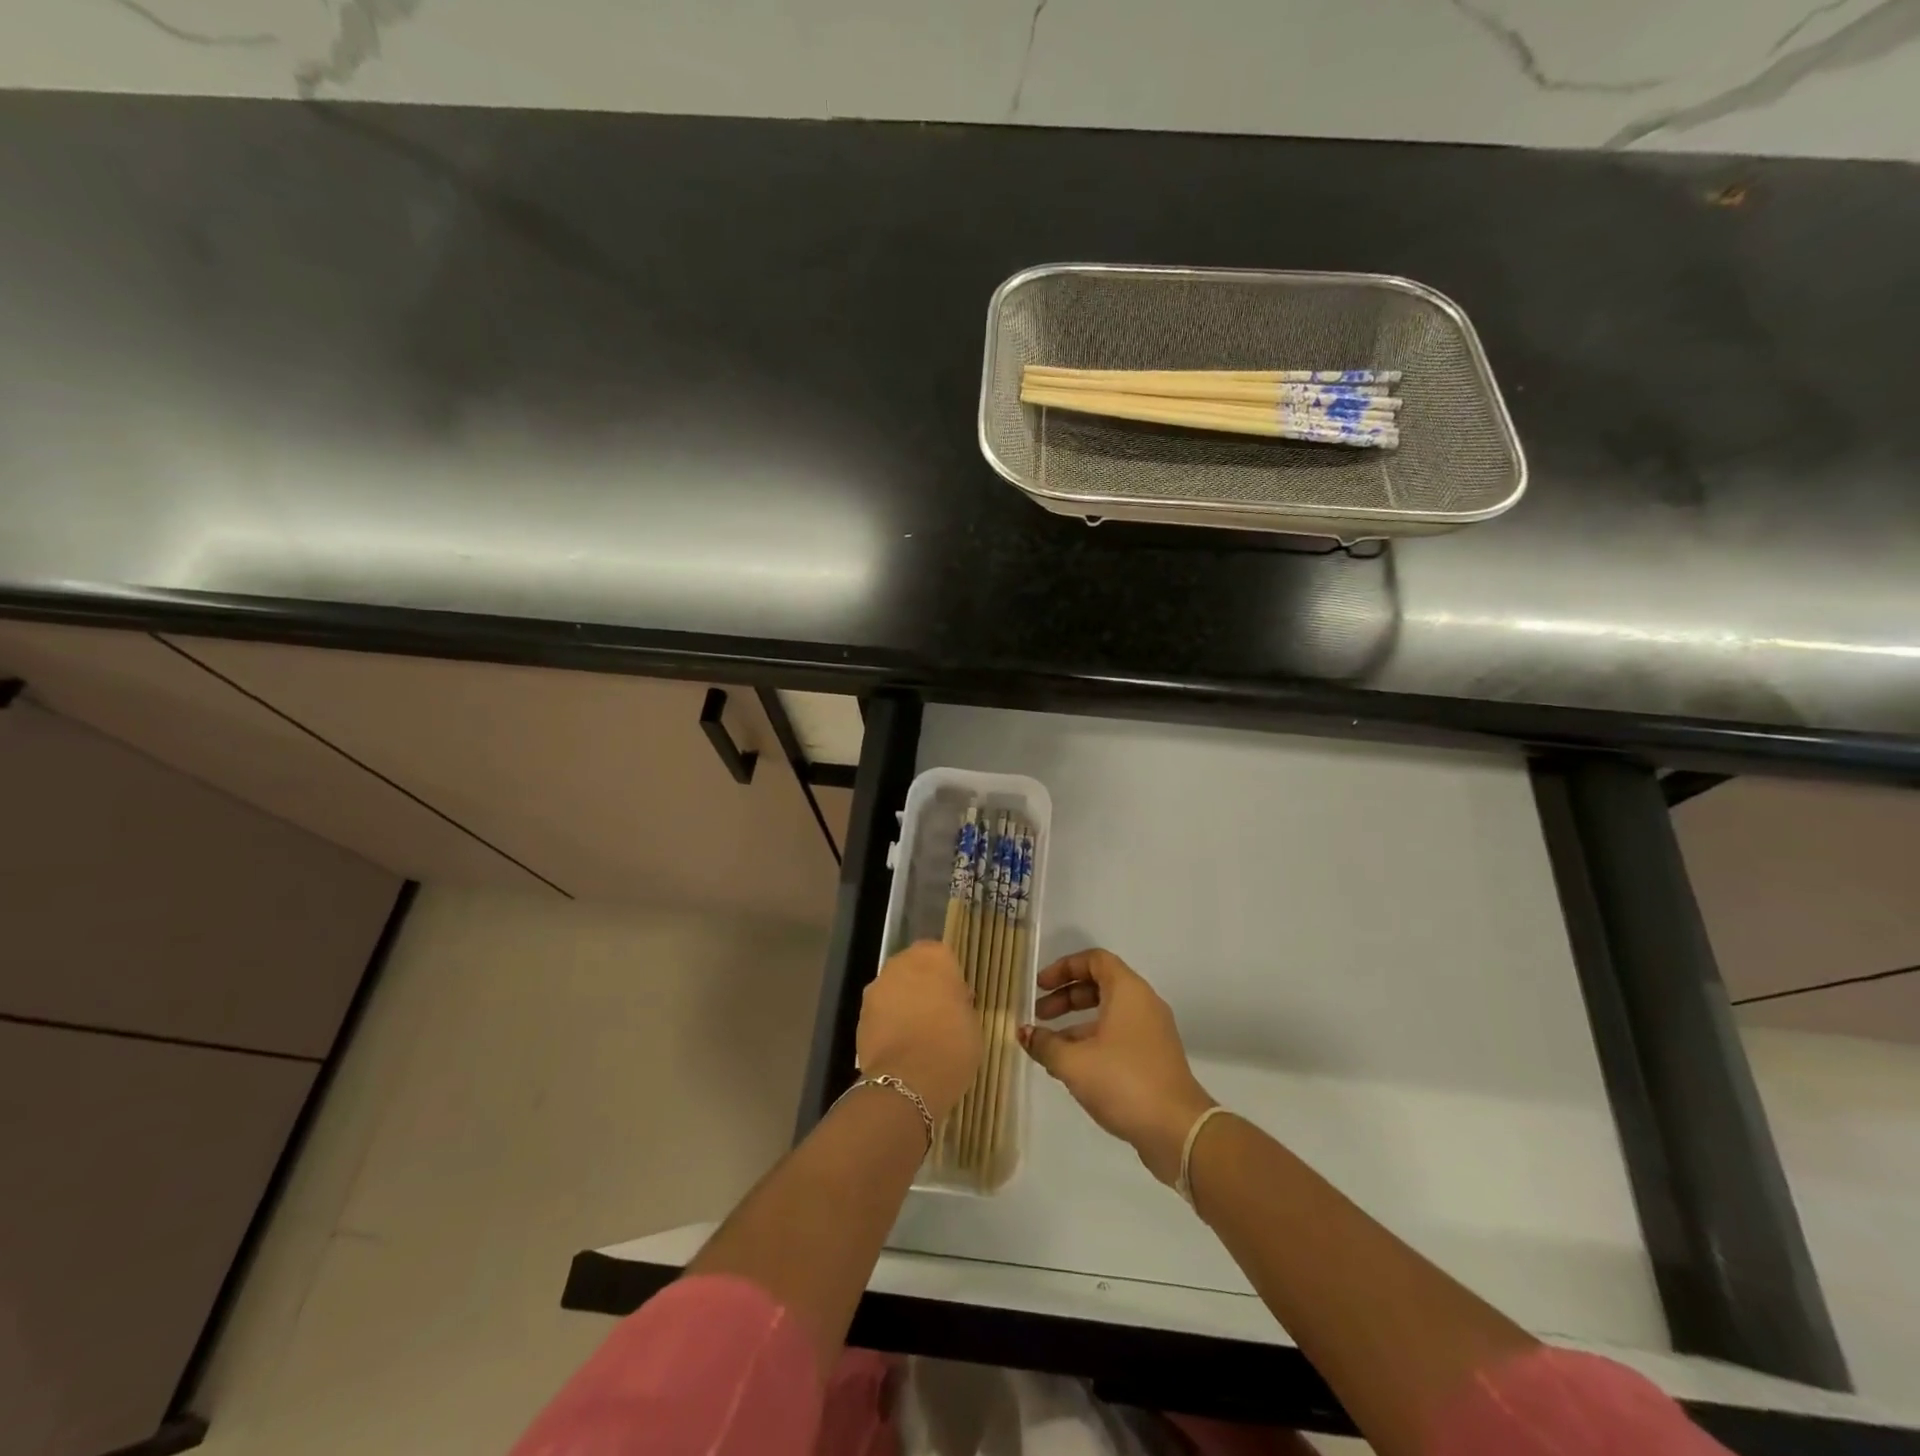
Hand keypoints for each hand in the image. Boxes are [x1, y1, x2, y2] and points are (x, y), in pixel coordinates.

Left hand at [856, 941, 981, 1121]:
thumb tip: (952, 1001)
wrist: (908, 1081)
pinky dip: (888, 1024)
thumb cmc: (951, 1045)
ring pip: (894, 989)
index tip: (955, 997)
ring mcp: (876, 989)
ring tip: (918, 1034)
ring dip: (902, 1003)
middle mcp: (900, 964)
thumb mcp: (971, 1021)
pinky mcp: (860, 1016)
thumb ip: (960, 1003)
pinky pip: (880, 1013)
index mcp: (933, 957)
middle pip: (913, 968)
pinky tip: (901, 1047)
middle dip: (922, 986)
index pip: (941, 955)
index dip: (947, 975)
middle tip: (937, 1013)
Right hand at [1019, 948, 1214, 1184]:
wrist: (1178, 1130)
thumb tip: (1024, 1032)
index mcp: (1128, 991)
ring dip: (1076, 1024)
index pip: (1094, 960)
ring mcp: (1151, 1032)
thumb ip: (1045, 1044)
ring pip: (1108, 1014)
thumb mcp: (1074, 1062)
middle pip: (1099, 985)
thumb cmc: (1123, 1082)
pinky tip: (1069, 1068)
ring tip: (1047, 1046)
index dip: (1063, 968)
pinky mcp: (1153, 1058)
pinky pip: (1117, 1036)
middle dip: (1066, 997)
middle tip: (1038, 1015)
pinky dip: (1092, 1042)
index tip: (1040, 986)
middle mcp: (1143, 1003)